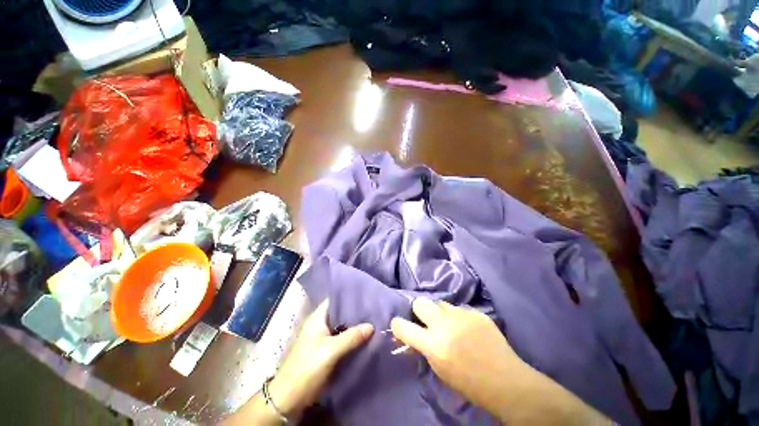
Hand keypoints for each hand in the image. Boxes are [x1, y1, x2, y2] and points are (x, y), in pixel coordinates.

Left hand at [268, 300, 373, 415]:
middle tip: (373, 309)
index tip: (366, 296)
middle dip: (355, 312)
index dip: (349, 296)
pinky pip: (341, 339)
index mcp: (317, 318)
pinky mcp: (324, 350)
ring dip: (354, 326)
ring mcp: (321, 338)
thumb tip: (371, 326)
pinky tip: (364, 337)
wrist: (289, 399)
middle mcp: (319, 324)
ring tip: (372, 320)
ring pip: (341, 326)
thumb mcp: (330, 351)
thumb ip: (351, 337)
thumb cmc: (307, 368)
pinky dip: (351, 337)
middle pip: (340, 313)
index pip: (335, 299)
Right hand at [390, 298, 523, 410]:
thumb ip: (424, 349)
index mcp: (433, 344)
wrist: (505, 380)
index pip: (403, 326)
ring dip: (440, 312)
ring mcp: (461, 315)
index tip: (398, 324)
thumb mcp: (440, 369)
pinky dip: (458, 317)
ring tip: (449, 324)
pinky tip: (467, 328)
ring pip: (440, 303)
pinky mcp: (475, 312)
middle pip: (420, 302)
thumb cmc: (469, 383)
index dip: (397, 324)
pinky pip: (459, 309)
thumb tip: (412, 337)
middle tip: (426, 320)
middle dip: (419, 310)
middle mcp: (444, 324)